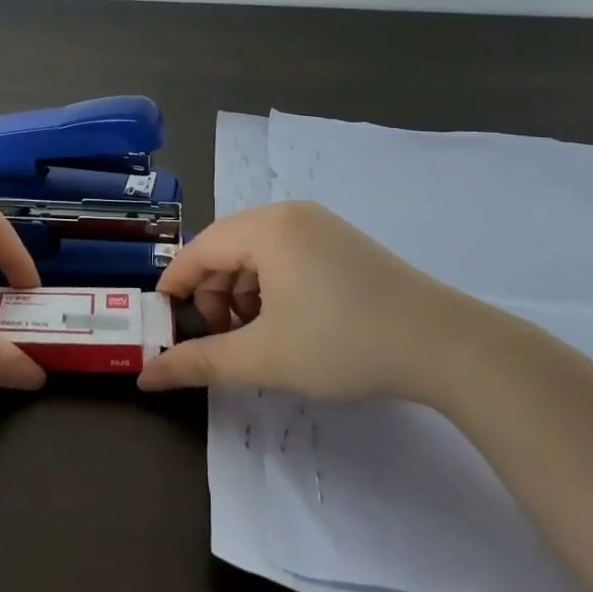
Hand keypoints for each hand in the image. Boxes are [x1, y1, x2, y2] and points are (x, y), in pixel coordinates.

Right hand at [137, 200, 505, 403]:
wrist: (445, 345)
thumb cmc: (343, 344)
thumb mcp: (265, 358)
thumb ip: (201, 363)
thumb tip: (148, 377)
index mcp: (266, 228)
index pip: (200, 249)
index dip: (175, 285)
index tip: (162, 320)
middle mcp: (290, 214)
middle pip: (227, 247)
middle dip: (212, 293)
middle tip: (220, 337)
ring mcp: (321, 224)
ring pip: (258, 252)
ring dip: (242, 292)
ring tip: (256, 335)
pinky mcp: (343, 241)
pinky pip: (287, 254)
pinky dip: (273, 285)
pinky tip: (289, 322)